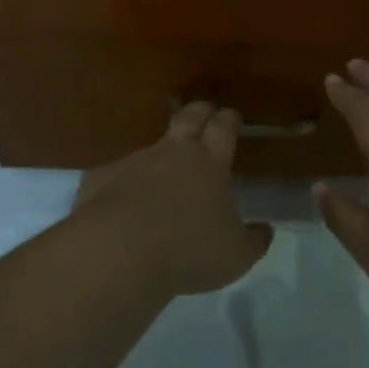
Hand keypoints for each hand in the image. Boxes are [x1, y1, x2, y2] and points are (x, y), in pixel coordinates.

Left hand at [74, 102, 273, 296]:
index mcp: (210, 162)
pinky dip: (123, 182)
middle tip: (205, 114)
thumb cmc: (189, 250)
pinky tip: (121, 200)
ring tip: (162, 167)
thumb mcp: (236, 255)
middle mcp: (173, 152)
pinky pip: (115, 173)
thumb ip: (254, 240)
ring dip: (160, 152)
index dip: (229, 119)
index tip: (232, 116)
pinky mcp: (102, 177)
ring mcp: (135, 160)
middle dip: (199, 112)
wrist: (120, 251)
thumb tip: (266, 229)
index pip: (223, 127)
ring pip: (151, 145)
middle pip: (188, 117)